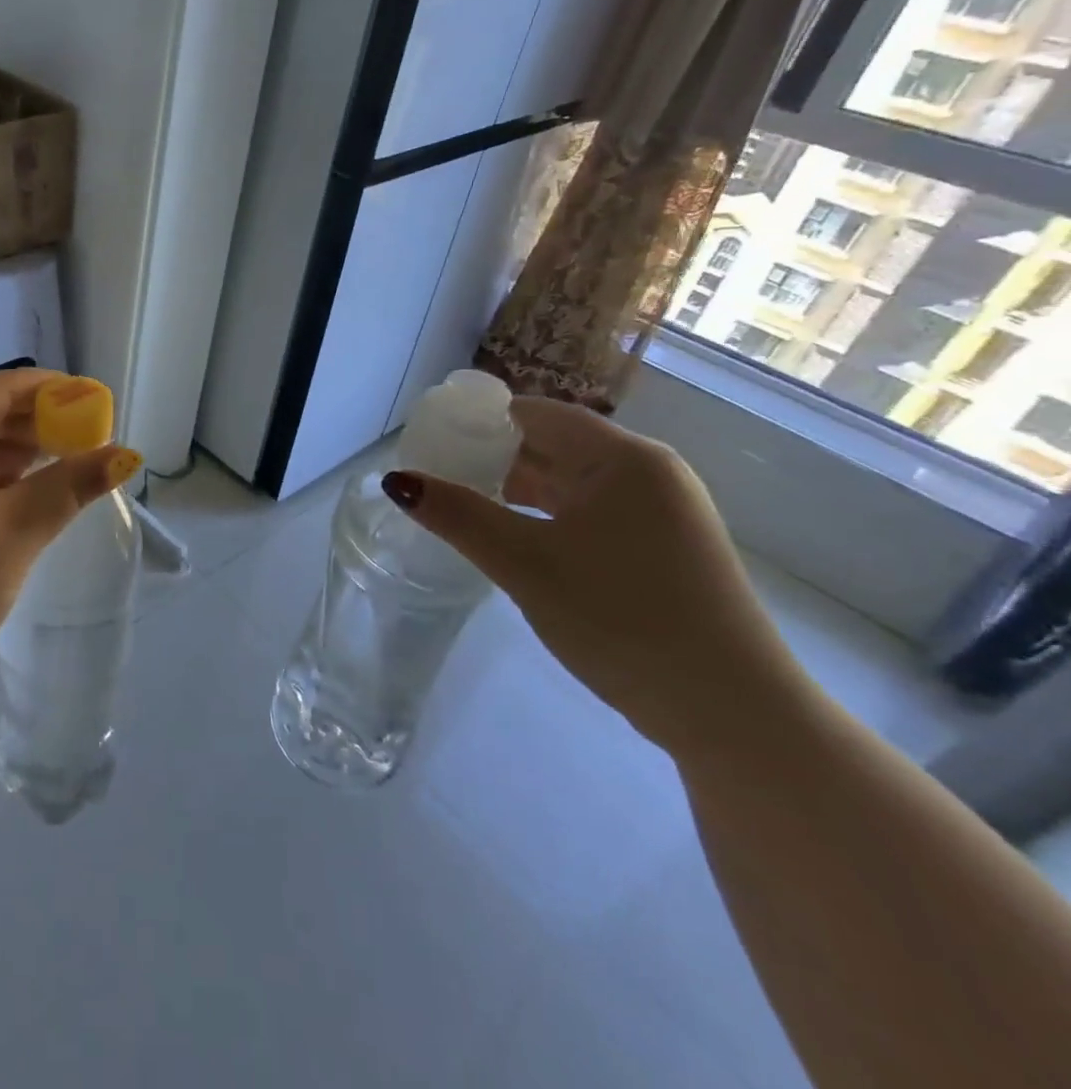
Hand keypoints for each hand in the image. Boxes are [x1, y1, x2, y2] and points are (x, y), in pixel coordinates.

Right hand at [383, 398, 814, 761]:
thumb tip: (395, 480)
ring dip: (516, 489)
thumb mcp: (525, 563)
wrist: (733, 715)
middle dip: (491, 456)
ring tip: (461, 506)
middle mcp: (648, 473)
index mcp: (623, 458)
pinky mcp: (663, 550)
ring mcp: (661, 513)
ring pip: (570, 482)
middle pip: (552, 444)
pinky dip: (546, 517)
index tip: (429, 440)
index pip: (534, 414)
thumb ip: (457, 515)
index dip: (477, 420)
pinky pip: (590, 513)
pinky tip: (512, 540)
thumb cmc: (623, 619)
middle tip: (434, 475)